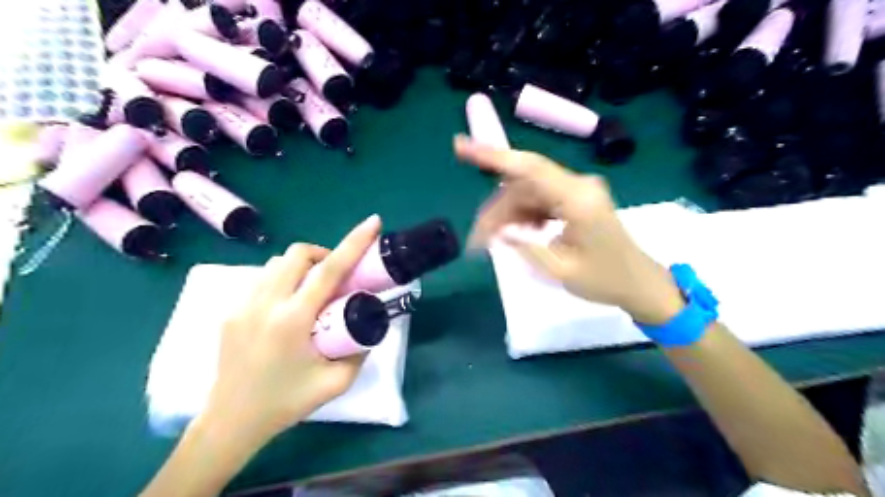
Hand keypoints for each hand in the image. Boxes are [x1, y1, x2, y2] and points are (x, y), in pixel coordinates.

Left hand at [204, 213, 384, 442]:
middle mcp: (265, 303)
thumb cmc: (286, 402)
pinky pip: (263, 279)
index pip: (329, 270)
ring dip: (302, 266)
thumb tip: (368, 325)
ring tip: (312, 291)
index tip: (372, 222)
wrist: (231, 422)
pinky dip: (283, 279)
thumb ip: (360, 350)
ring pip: (277, 262)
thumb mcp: (336, 382)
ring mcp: (242, 305)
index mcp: (293, 320)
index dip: (354, 242)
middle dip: (323, 254)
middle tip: (336, 276)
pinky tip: (287, 306)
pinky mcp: (230, 311)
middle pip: (298, 254)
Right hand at [456, 136, 681, 324]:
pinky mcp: (575, 199)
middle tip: (477, 241)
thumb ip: (525, 246)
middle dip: (496, 209)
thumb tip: (498, 230)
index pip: (530, 169)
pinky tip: (519, 234)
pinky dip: (523, 215)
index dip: (493, 156)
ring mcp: (577, 190)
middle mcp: (578, 186)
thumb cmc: (604, 280)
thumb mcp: (560, 270)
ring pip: (527, 192)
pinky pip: (539, 199)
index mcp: (578, 199)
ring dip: (507, 214)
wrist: (639, 283)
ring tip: (493, 242)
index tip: (461, 147)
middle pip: (523, 185)